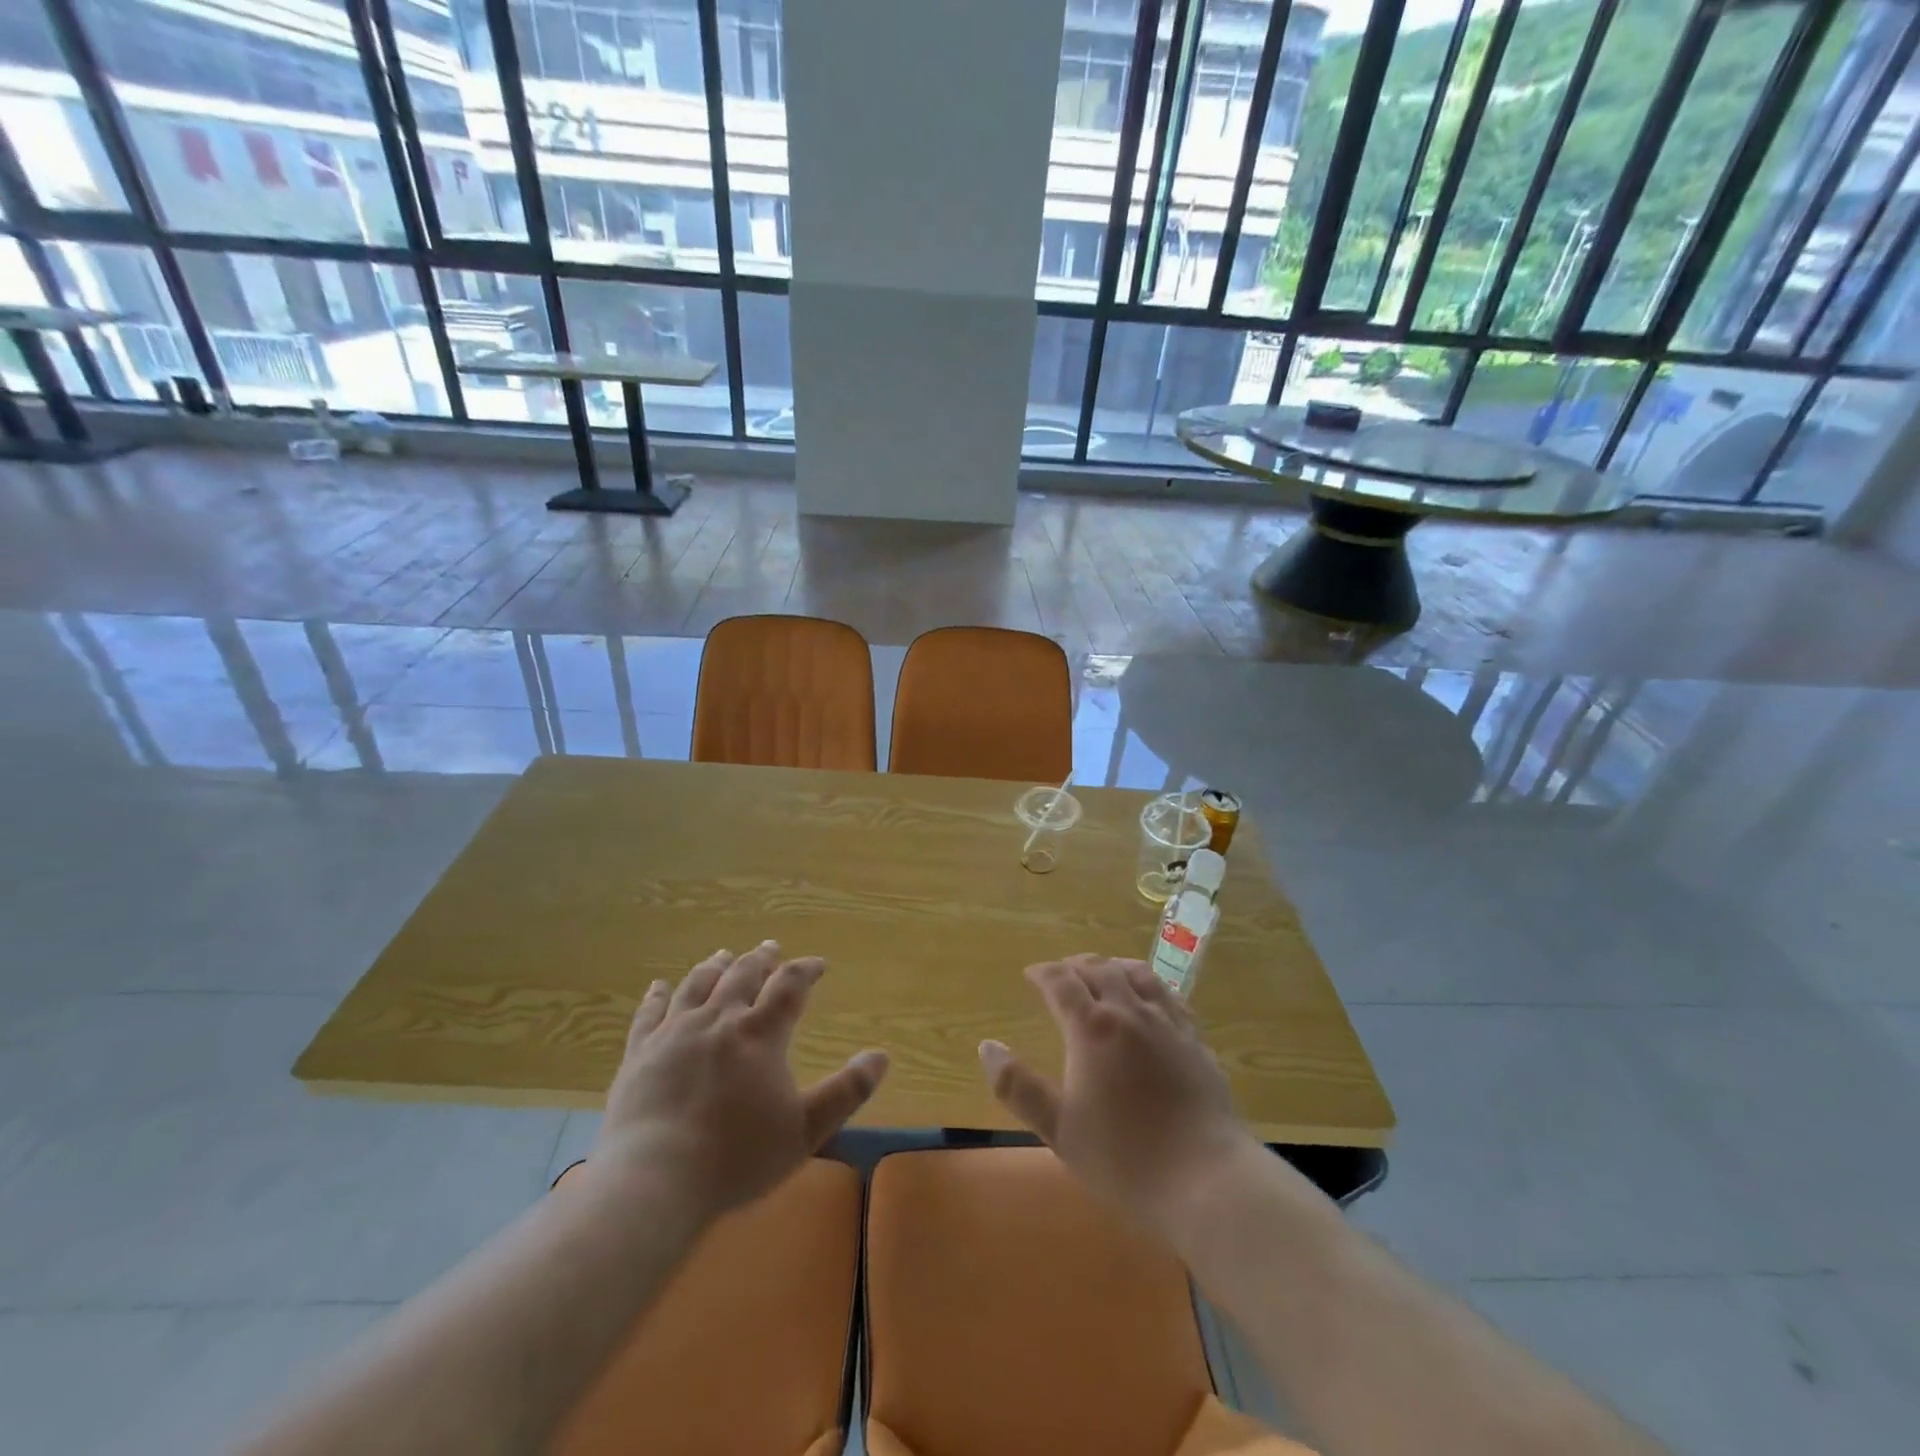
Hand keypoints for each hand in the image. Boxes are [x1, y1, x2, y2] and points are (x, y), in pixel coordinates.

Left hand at [592, 941, 887, 1220]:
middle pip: (742, 975)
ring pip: (698, 984)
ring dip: (716, 966)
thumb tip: (881, 1056)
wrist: (654, 1180)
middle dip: (761, 960)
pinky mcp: (640, 1053)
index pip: (789, 986)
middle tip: (770, 948)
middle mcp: (718, 1020)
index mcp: (760, 1034)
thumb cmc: (737, 1157)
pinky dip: (657, 995)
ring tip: (725, 954)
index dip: (806, 970)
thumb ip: (847, 1091)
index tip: (818, 964)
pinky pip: (649, 1013)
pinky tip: (659, 985)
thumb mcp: (806, 1130)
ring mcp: (674, 1033)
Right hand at [979, 955, 1254, 1235]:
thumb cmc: (1123, 1157)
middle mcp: (1129, 1012)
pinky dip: (1150, 984)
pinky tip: (1150, 995)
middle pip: (1099, 970)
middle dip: (1076, 965)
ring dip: (1113, 966)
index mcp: (1092, 1028)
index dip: (1043, 973)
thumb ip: (1017, 1086)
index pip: (1061, 982)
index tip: (1031, 974)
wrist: (1204, 1178)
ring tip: (1103, 970)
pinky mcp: (1195, 1039)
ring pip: (1137, 974)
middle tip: (1062, 972)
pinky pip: (1169, 995)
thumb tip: (987, 1045)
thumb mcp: (1058, 1128)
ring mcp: (1167, 1023)